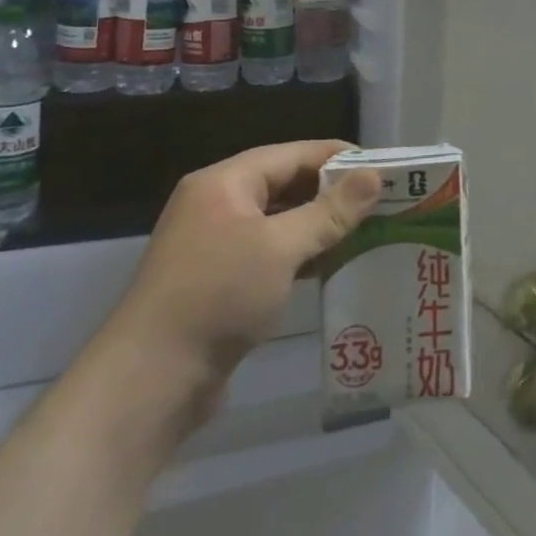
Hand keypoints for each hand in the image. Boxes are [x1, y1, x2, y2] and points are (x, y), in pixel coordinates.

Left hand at [100, 139, 380, 400]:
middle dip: (334, 191)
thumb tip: (374, 176)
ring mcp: (216, 245)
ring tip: (370, 227)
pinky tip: (335, 263)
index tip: (385, 165)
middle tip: (384, 198)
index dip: (339, 157)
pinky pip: (271, 252)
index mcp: (225, 183)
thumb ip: (330, 211)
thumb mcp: (280, 247)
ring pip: (280, 220)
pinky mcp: (221, 281)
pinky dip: (303, 253)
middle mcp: (218, 205)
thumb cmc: (217, 296)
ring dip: (321, 224)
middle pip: (286, 184)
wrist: (150, 381)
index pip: (293, 154)